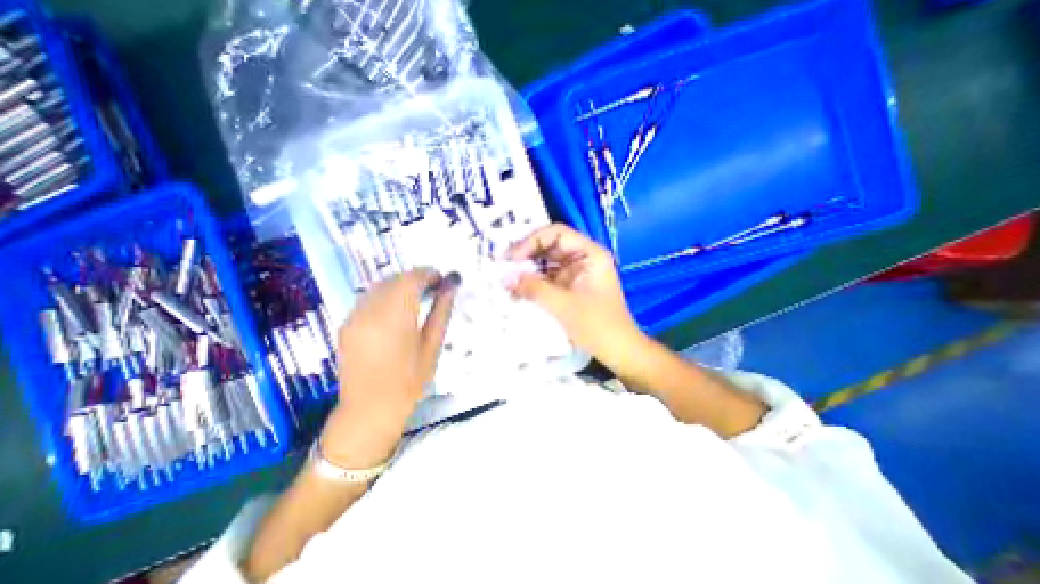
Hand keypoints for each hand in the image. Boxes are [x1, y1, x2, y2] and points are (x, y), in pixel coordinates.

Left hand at [324, 267, 456, 466]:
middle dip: (415, 277)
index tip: (441, 279)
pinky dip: (385, 295)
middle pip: (394, 279)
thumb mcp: (432, 347)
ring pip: (379, 286)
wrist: (369, 411)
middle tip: (433, 287)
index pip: (411, 280)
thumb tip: (451, 286)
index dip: (428, 274)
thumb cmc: (409, 382)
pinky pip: (368, 298)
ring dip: (400, 285)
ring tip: (417, 297)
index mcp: (394, 318)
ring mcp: (354, 317)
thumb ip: (441, 312)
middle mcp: (370, 312)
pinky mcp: (346, 324)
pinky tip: (396, 309)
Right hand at [508, 224, 646, 369]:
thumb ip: (533, 288)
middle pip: (550, 246)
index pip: (557, 234)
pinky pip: (548, 278)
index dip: (531, 241)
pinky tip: (517, 290)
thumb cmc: (597, 325)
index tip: (511, 258)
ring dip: (527, 269)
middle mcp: (583, 258)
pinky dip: (533, 283)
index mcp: (589, 254)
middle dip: (526, 254)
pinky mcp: (570, 287)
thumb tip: (505, 277)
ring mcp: (576, 273)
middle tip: (502, 265)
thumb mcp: (563, 305)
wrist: (618, 351)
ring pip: (547, 263)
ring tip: (506, 277)